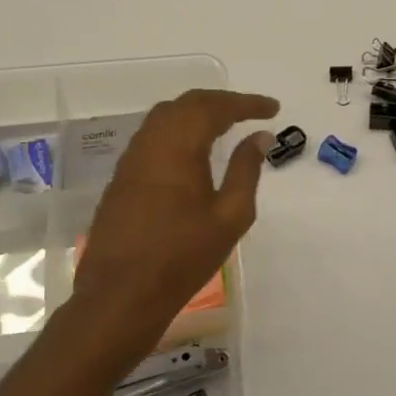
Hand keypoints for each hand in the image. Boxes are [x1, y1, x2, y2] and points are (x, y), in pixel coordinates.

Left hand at [69, 89, 279, 363]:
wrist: (121, 294)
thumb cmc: (183, 256)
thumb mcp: (230, 215)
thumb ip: (246, 169)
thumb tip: (260, 137)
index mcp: (179, 146)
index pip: (217, 107)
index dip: (247, 103)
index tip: (273, 109)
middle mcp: (151, 142)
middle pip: (188, 104)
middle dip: (222, 102)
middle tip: (252, 112)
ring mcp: (132, 159)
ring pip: (166, 117)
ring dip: (198, 113)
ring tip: (225, 124)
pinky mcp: (122, 177)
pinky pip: (153, 136)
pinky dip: (179, 129)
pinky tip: (193, 149)